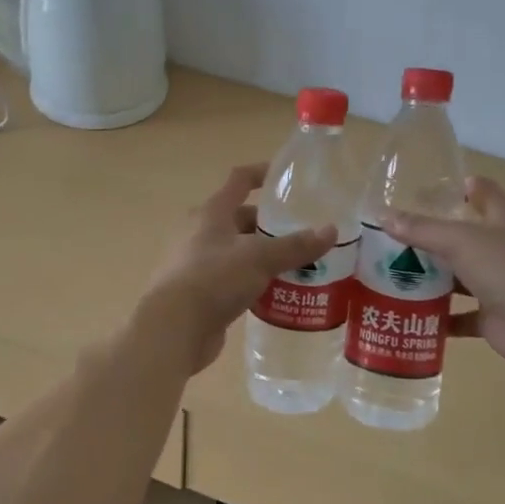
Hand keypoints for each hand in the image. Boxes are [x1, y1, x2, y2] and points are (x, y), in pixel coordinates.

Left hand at [139, 165, 336, 374]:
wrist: (173, 329)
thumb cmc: (213, 279)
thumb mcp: (259, 258)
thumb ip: (296, 245)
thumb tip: (331, 231)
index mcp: (211, 213)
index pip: (239, 180)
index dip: (262, 174)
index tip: (288, 178)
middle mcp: (201, 233)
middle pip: (241, 219)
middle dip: (271, 225)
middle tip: (304, 233)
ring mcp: (198, 264)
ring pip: (239, 252)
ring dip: (265, 257)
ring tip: (300, 265)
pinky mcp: (201, 294)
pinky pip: (234, 281)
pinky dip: (255, 283)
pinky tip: (279, 294)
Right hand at [385, 177, 504, 369]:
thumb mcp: (458, 240)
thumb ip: (421, 229)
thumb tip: (383, 216)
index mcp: (504, 220)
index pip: (484, 192)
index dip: (460, 187)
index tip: (426, 190)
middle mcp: (504, 248)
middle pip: (467, 236)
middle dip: (435, 236)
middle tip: (397, 236)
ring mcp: (501, 283)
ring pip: (462, 276)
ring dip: (436, 278)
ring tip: (397, 275)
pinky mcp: (495, 316)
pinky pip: (463, 315)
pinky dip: (442, 317)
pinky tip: (414, 315)